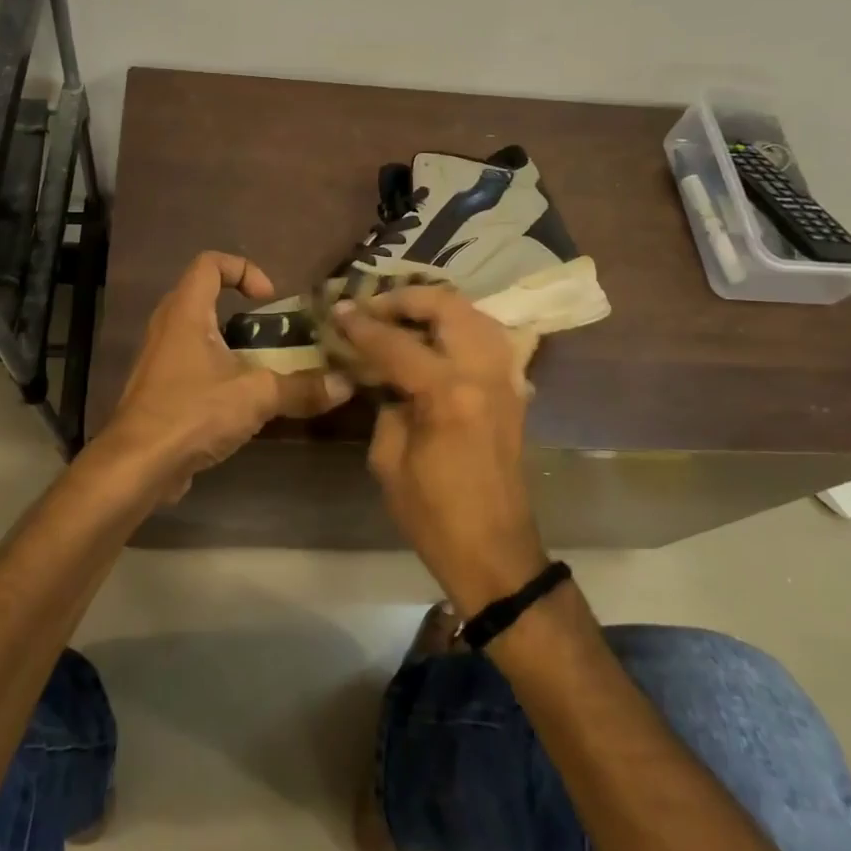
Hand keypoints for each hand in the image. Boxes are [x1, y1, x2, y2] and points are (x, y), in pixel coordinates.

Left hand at [100, 252, 350, 501]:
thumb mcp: (255, 396)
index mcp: (185, 312)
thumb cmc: (192, 412)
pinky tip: (242, 400)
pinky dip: (218, 370)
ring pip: (198, 333)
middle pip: (203, 296)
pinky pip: (191, 364)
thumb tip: (346, 384)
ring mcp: (159, 358)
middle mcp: (167, 327)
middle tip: (272, 332)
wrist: (137, 465)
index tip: (269, 299)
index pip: (210, 264)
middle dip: (241, 309)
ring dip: (231, 343)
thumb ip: (301, 388)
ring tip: (264, 366)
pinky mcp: (159, 389)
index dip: (244, 269)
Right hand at [331, 287, 548, 616]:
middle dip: (405, 299)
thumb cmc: (433, 515)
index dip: (361, 325)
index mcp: (448, 394)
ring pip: (474, 314)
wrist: (494, 551)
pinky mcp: (513, 389)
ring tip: (402, 316)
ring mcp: (505, 378)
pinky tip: (435, 338)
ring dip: (436, 306)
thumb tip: (380, 373)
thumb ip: (386, 404)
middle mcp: (483, 374)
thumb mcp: (389, 459)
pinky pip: (488, 337)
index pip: (396, 343)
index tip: (337, 311)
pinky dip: (460, 326)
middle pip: (447, 306)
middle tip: (373, 308)